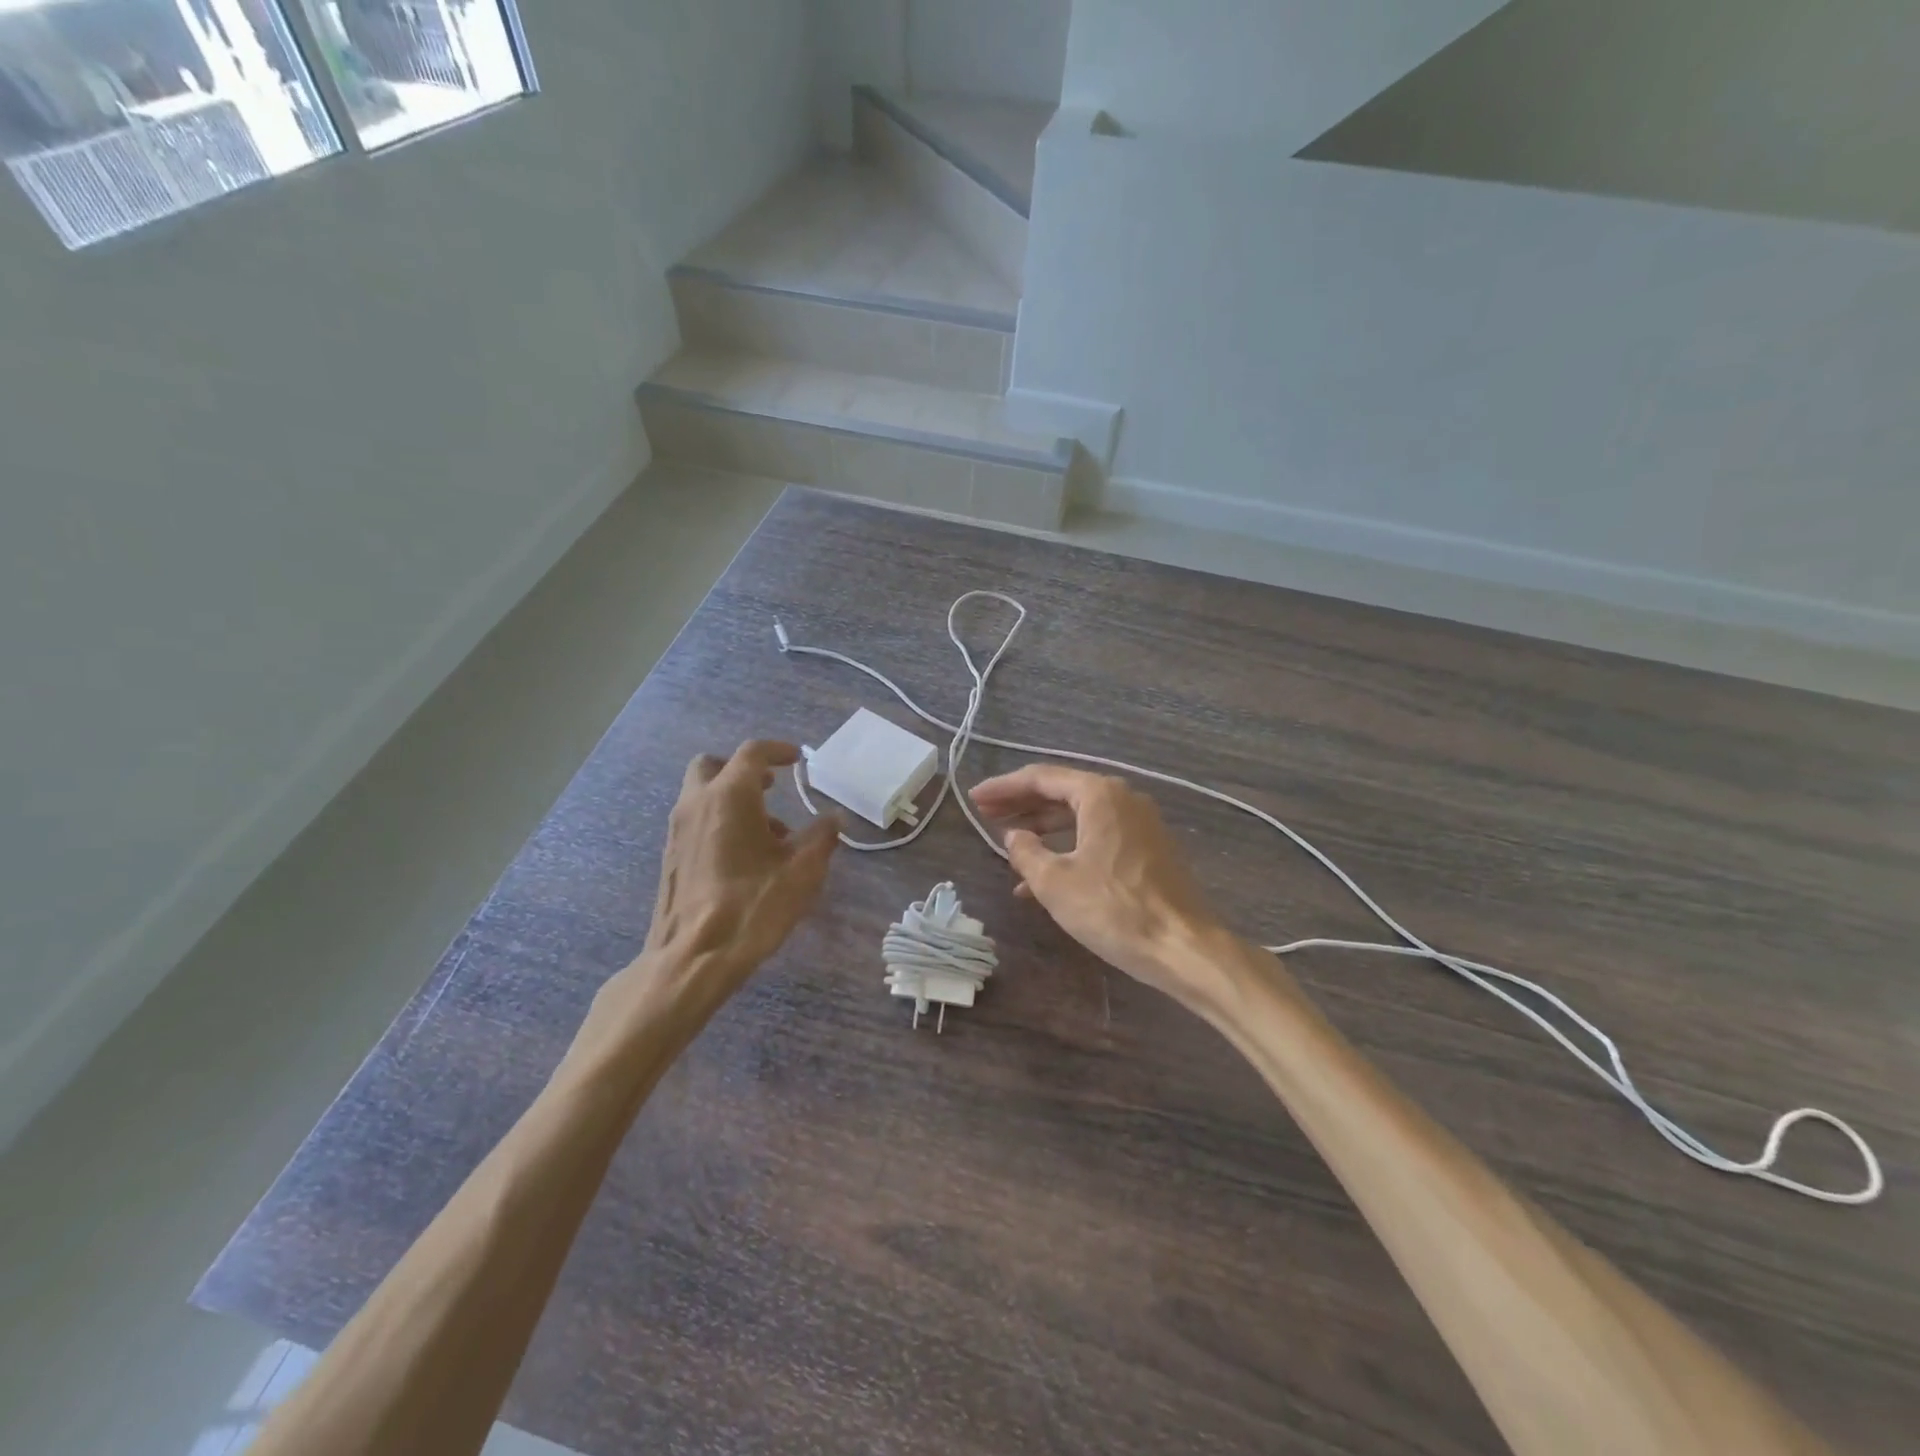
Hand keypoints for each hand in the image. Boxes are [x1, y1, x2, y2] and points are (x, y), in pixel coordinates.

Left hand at [618, 741, 839, 1033]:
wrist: (693, 957)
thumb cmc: (752, 906)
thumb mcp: (802, 872)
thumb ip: (822, 838)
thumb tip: (834, 819)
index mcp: (729, 796)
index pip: (752, 753)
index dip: (778, 750)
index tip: (797, 760)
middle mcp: (697, 803)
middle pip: (713, 765)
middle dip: (742, 770)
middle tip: (770, 788)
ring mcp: (677, 830)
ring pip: (702, 794)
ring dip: (733, 799)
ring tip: (769, 836)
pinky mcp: (670, 856)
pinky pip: (696, 820)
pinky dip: (719, 821)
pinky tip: (745, 859)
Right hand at [970, 765, 1233, 1011]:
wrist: (1184, 946)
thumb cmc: (1114, 909)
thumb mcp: (1055, 882)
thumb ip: (1025, 852)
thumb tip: (1014, 836)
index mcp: (1099, 794)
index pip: (1041, 778)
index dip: (1003, 788)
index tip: (974, 799)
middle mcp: (1122, 799)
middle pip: (1061, 793)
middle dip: (1021, 805)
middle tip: (986, 815)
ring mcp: (1140, 824)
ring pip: (1079, 817)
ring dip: (1042, 829)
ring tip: (1008, 845)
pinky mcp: (1148, 850)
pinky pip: (1097, 837)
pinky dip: (1068, 849)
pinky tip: (1042, 879)